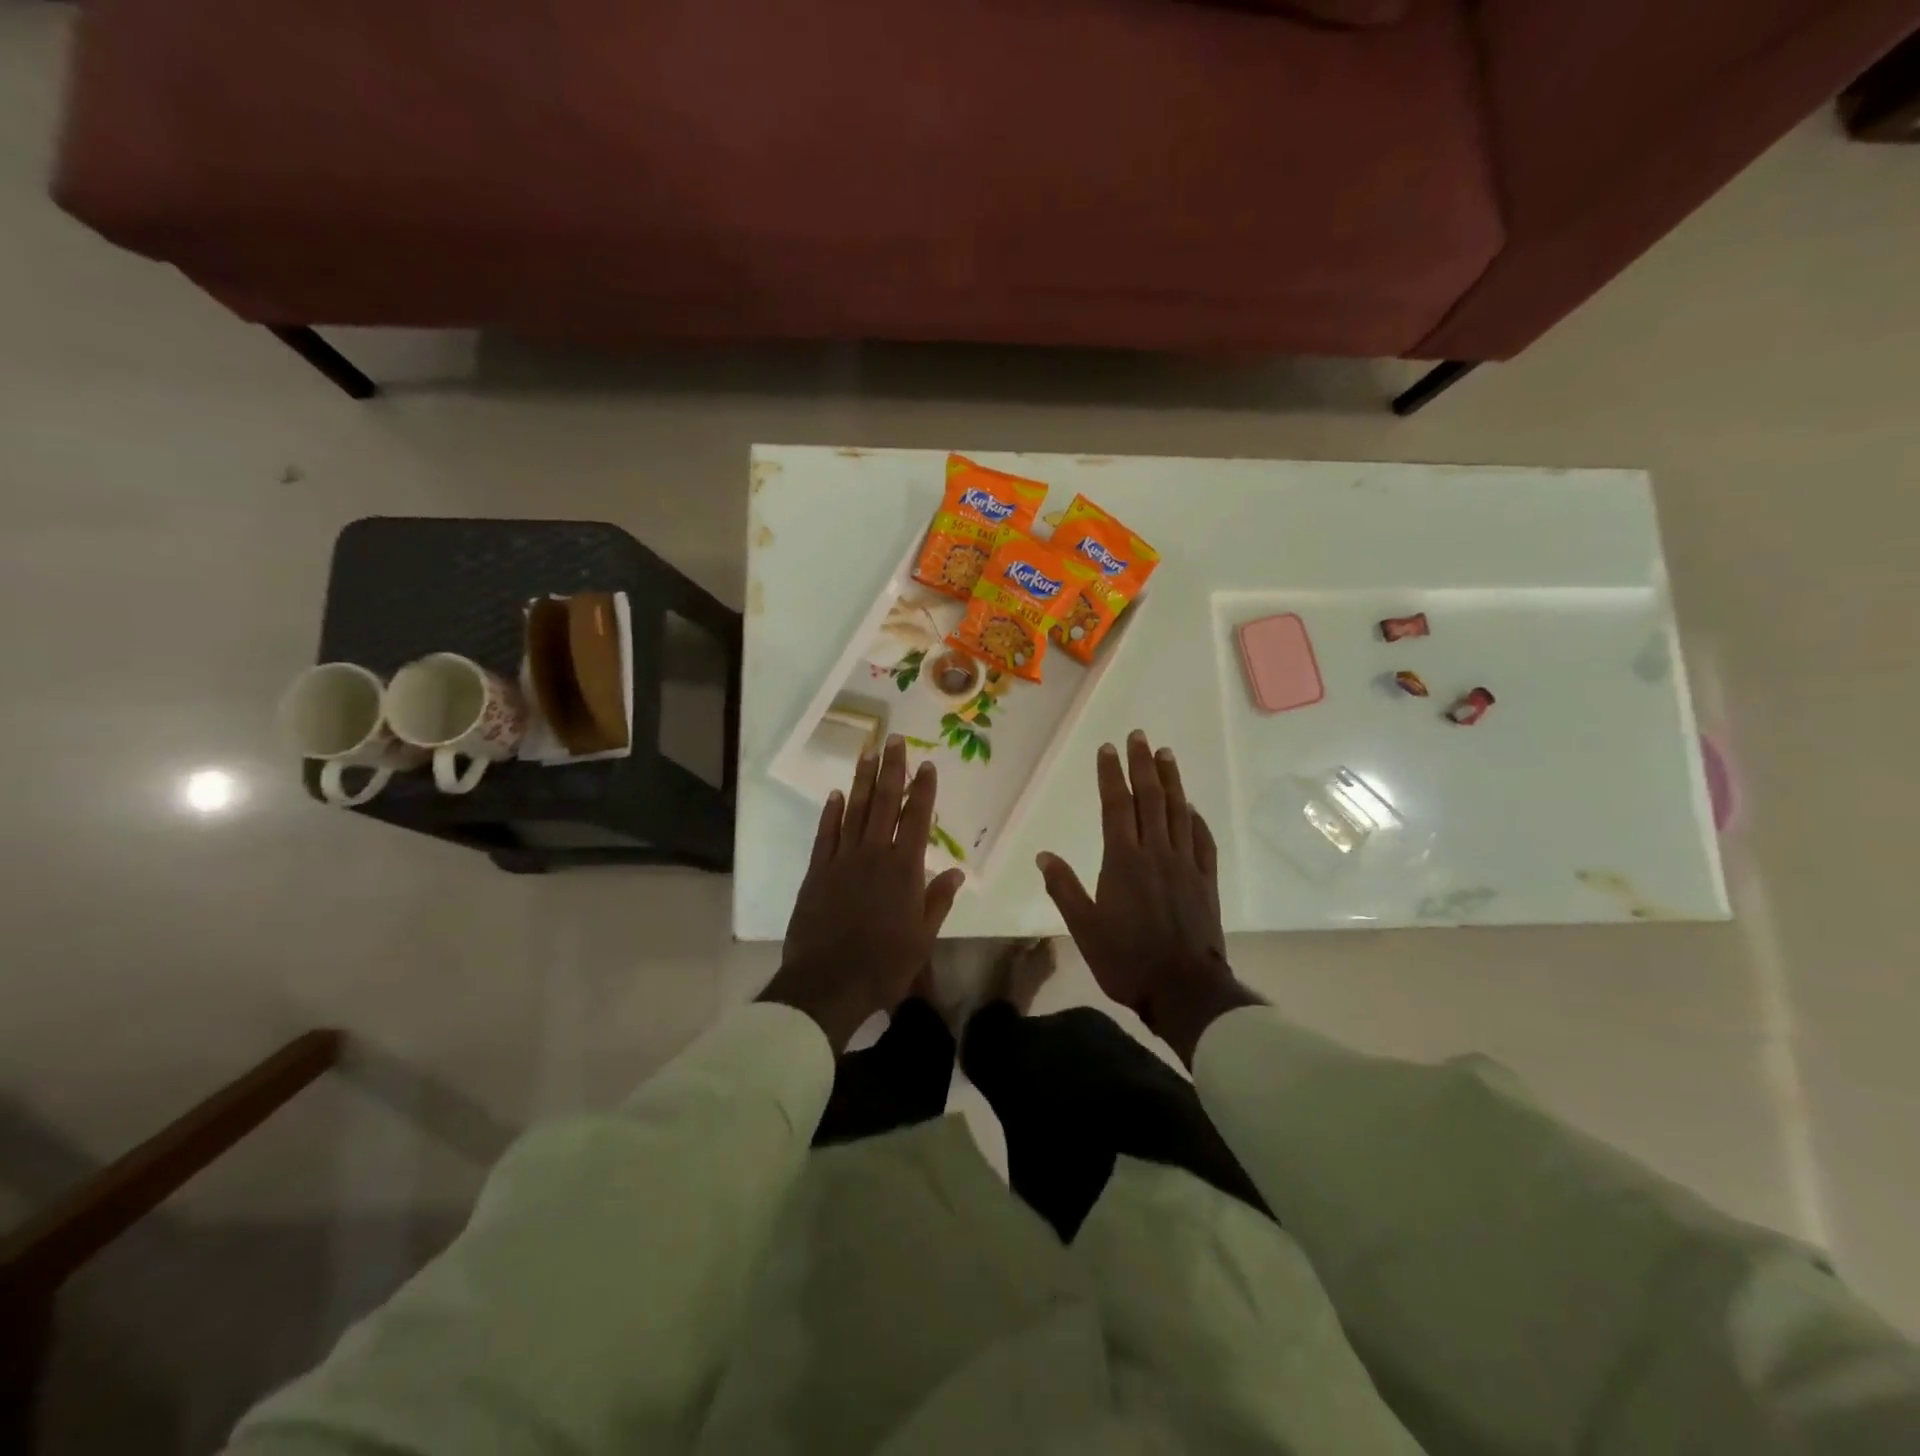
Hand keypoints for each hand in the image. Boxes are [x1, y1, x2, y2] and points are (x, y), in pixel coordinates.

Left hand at [761, 737, 966, 1052]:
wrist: (829, 982)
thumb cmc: (884, 964)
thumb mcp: (923, 938)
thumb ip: (938, 900)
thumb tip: (957, 871)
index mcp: (904, 869)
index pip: (917, 819)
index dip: (923, 790)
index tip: (927, 764)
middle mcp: (874, 855)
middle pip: (884, 803)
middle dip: (891, 769)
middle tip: (894, 740)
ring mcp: (842, 860)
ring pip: (854, 811)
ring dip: (861, 780)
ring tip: (867, 753)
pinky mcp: (817, 871)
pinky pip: (825, 834)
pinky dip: (831, 812)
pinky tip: (836, 794)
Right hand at [1037, 730, 1261, 1064]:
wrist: (1184, 989)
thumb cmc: (1127, 959)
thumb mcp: (1084, 928)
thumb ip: (1064, 889)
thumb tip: (1044, 856)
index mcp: (1123, 860)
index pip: (1116, 806)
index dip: (1112, 775)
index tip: (1108, 750)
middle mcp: (1156, 853)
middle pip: (1150, 799)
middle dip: (1143, 765)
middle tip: (1139, 737)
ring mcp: (1186, 865)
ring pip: (1179, 812)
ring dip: (1172, 781)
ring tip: (1166, 755)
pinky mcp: (1206, 881)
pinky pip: (1202, 841)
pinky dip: (1196, 819)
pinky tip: (1191, 807)